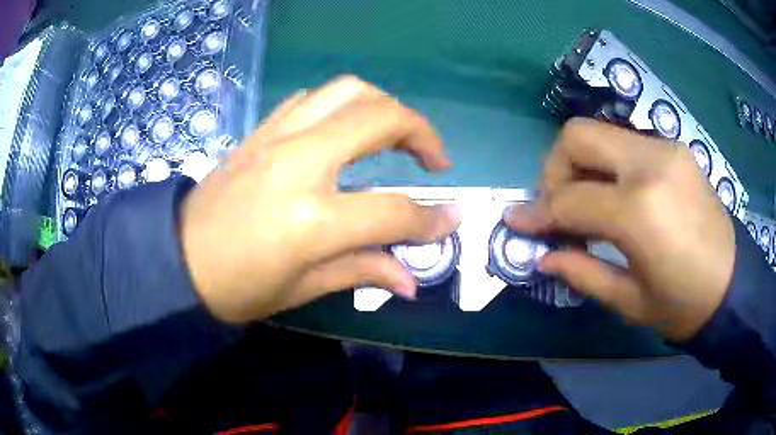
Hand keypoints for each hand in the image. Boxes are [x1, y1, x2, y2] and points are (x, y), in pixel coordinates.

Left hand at [180, 76, 460, 322]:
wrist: (176, 259)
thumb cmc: (236, 288)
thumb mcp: (301, 289)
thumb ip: (362, 271)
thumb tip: (411, 279)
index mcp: (312, 218)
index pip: (394, 210)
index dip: (431, 219)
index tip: (451, 220)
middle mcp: (300, 163)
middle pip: (382, 118)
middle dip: (423, 133)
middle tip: (434, 160)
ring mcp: (277, 138)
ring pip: (348, 91)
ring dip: (384, 106)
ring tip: (396, 135)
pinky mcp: (260, 131)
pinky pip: (311, 99)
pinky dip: (341, 106)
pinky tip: (344, 131)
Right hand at [506, 118, 735, 341]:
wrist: (732, 284)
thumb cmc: (682, 305)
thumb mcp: (629, 301)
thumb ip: (581, 271)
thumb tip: (542, 253)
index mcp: (640, 210)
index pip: (570, 199)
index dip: (537, 212)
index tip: (518, 223)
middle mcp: (650, 163)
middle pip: (578, 136)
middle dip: (554, 169)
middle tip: (558, 206)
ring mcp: (665, 149)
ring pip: (601, 132)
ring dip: (581, 164)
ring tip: (588, 202)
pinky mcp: (675, 148)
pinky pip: (626, 143)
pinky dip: (609, 164)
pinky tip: (618, 195)